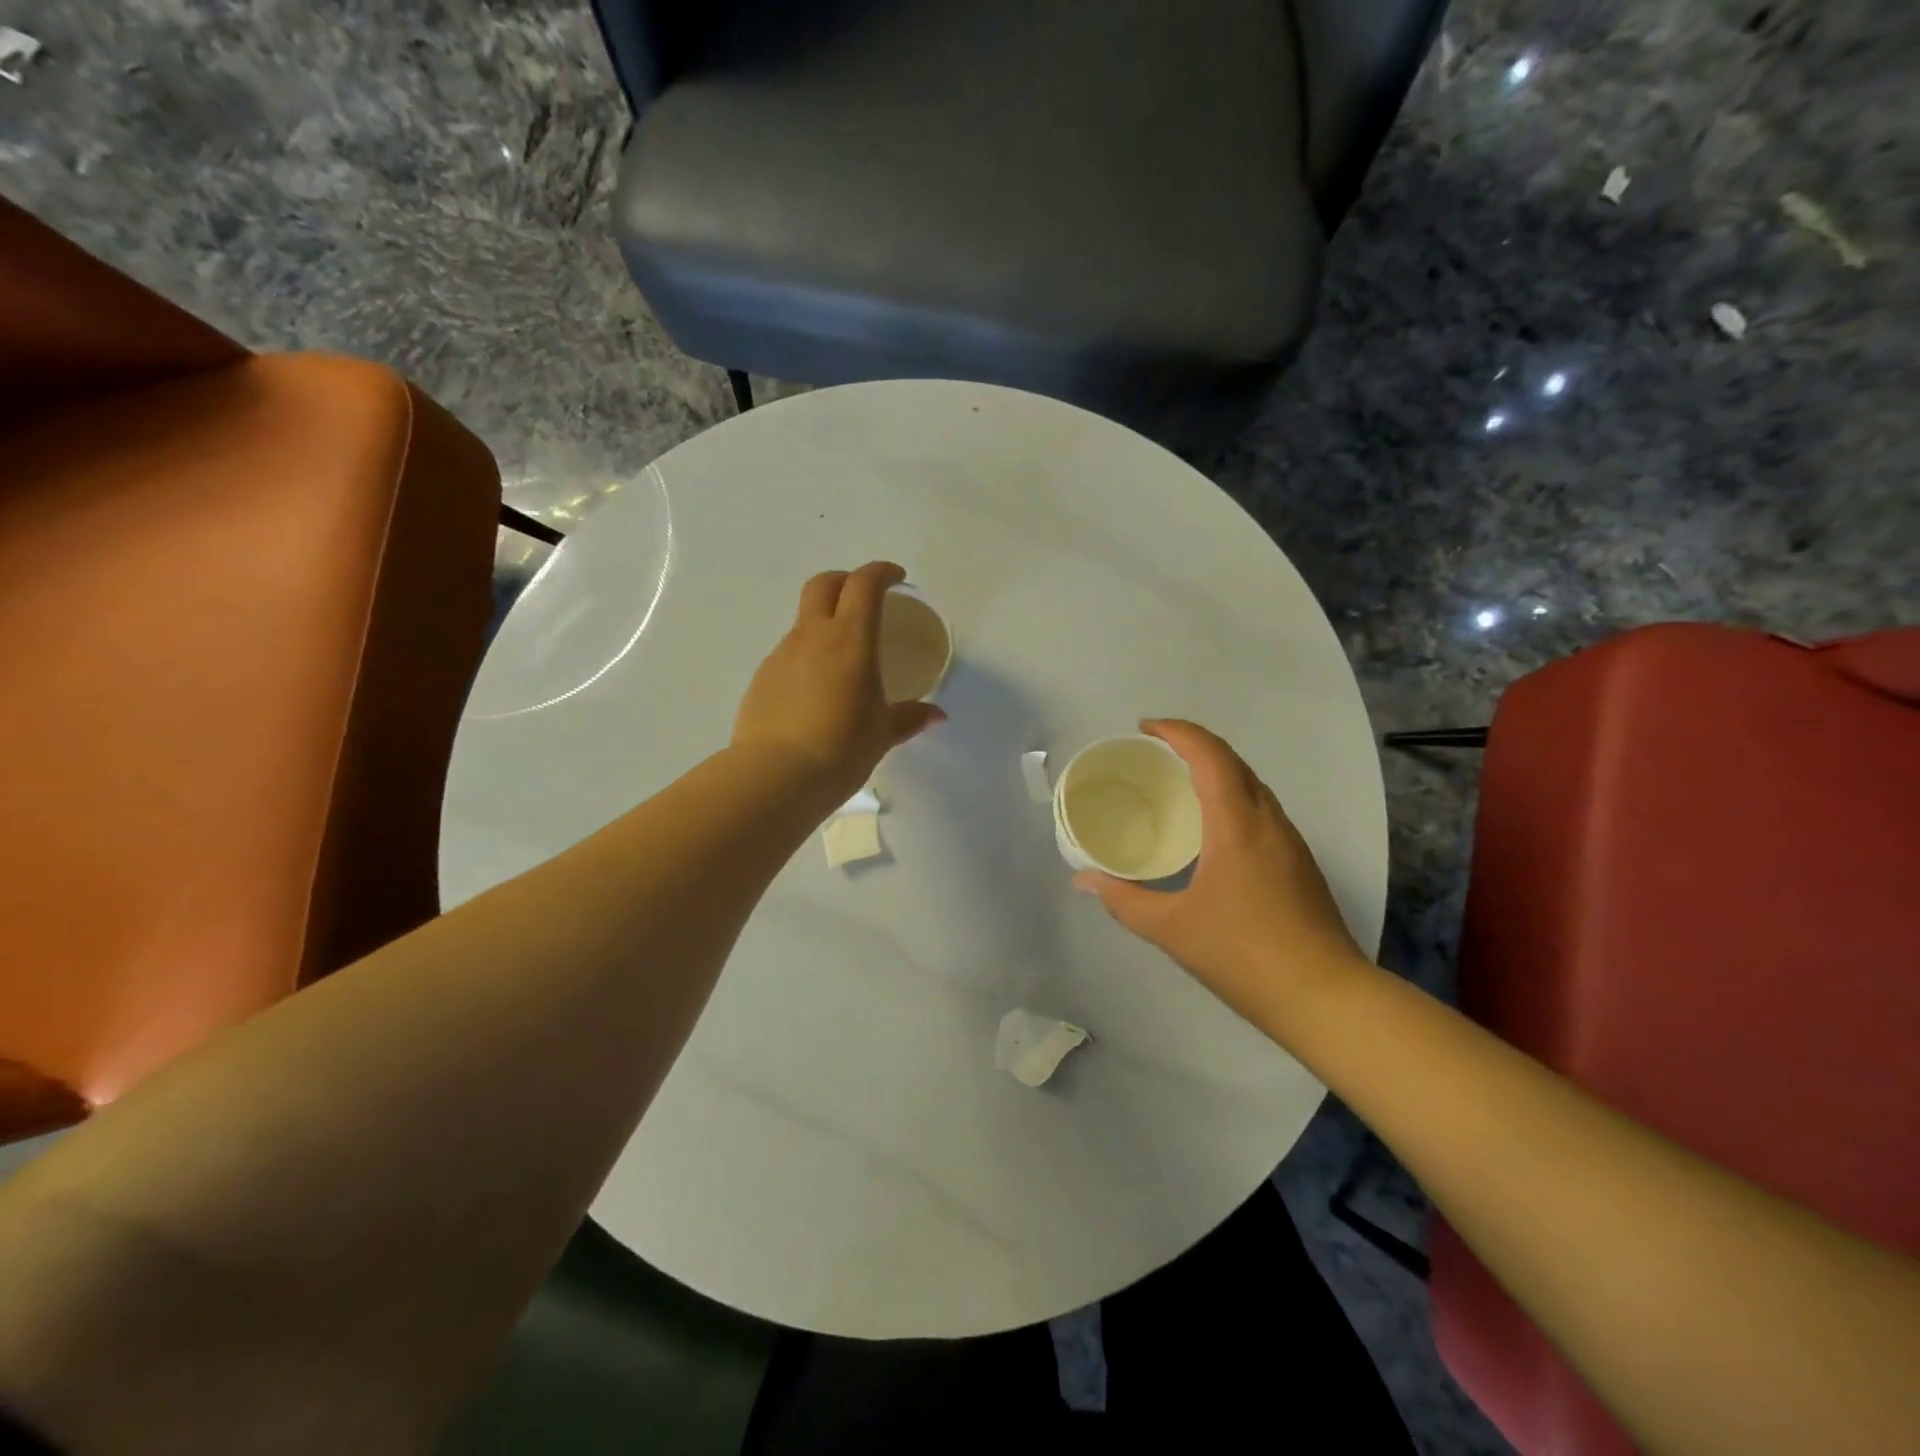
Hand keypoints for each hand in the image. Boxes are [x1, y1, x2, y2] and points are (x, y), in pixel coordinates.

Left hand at [732, 562, 945, 804]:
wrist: (775, 776)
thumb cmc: (841, 748)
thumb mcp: (883, 734)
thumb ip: (909, 717)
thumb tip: (936, 716)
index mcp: (850, 639)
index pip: (864, 584)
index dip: (881, 573)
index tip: (896, 579)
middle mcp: (812, 636)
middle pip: (824, 584)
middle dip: (846, 581)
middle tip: (864, 599)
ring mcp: (781, 655)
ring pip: (803, 621)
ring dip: (824, 623)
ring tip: (842, 659)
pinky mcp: (762, 678)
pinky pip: (788, 654)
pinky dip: (806, 657)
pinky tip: (815, 692)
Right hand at [1073, 720, 1367, 1027]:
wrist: (1324, 997)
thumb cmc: (1243, 955)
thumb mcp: (1172, 929)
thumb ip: (1124, 900)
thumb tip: (1084, 880)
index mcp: (1237, 824)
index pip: (1210, 755)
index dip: (1177, 732)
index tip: (1144, 728)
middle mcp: (1268, 821)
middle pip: (1234, 762)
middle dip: (1194, 745)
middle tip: (1154, 753)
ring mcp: (1290, 841)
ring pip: (1252, 785)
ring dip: (1216, 770)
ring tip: (1178, 783)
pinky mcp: (1299, 863)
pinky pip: (1261, 810)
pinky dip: (1232, 797)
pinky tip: (1212, 828)